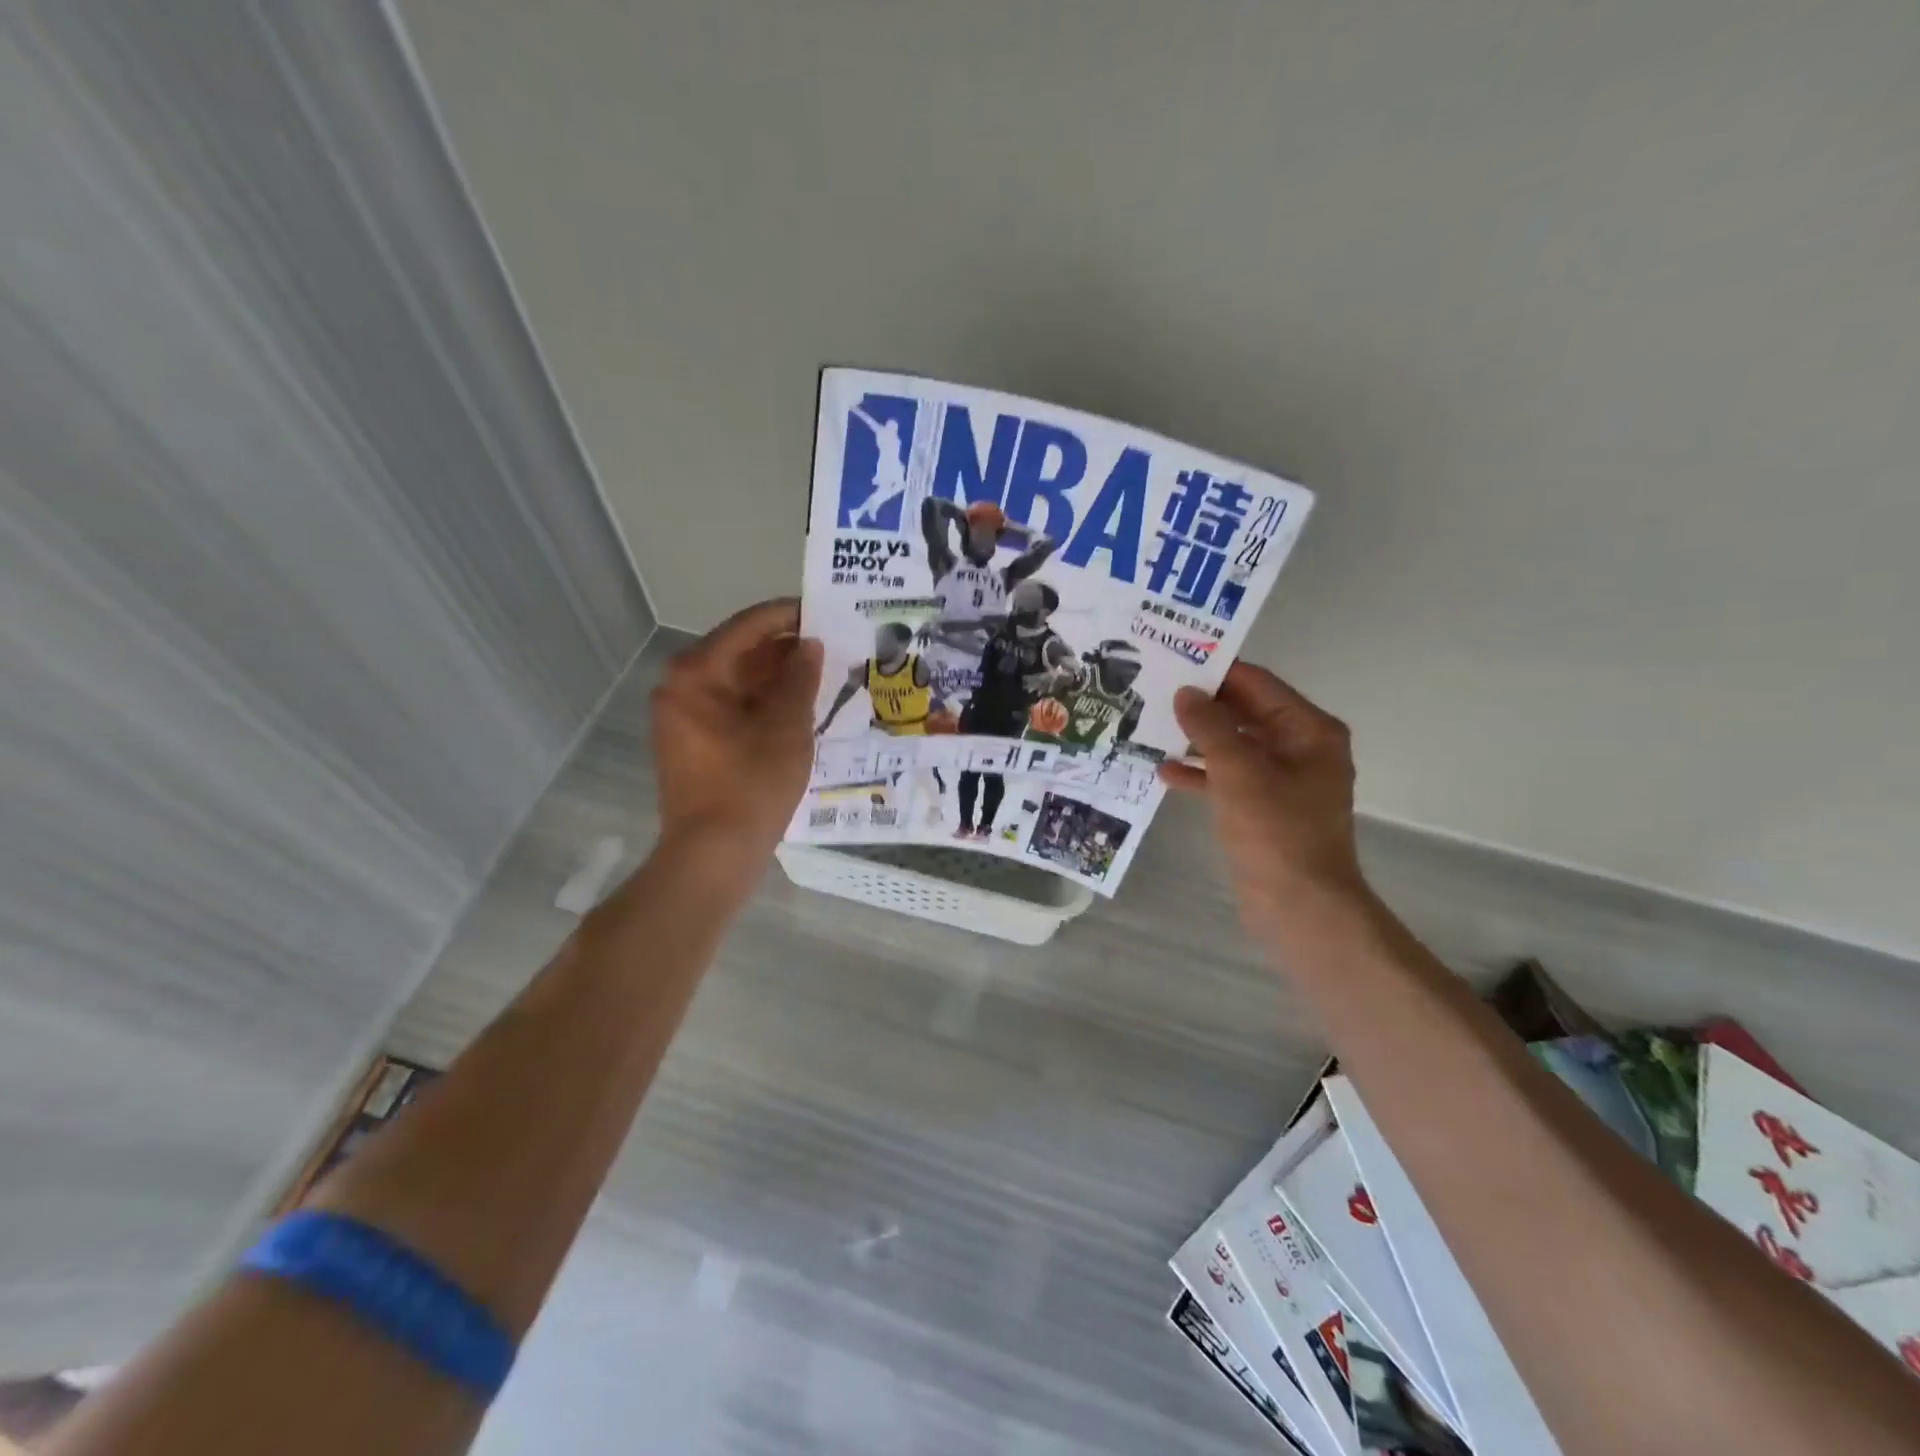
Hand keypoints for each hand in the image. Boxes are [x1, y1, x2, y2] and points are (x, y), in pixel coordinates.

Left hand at [652, 599, 822, 861]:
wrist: (712, 856)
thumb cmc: (750, 786)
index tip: (825, 610)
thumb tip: (809, 645)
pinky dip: (764, 701)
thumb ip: (800, 678)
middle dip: (786, 648)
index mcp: (697, 673)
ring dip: (778, 676)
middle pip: (740, 651)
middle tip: (831, 644)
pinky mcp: (693, 740)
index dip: (789, 615)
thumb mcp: (787, 728)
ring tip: (824, 673)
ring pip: (738, 680)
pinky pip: (732, 705)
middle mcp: (681, 686)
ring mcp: (683, 715)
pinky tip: (800, 705)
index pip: (748, 626)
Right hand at [1161, 664, 1365, 927]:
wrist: (1300, 907)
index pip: (1259, 685)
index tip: (1175, 660)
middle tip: (1155, 691)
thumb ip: (1210, 727)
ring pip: (1235, 747)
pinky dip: (1202, 774)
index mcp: (1309, 731)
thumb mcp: (1239, 771)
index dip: (1218, 672)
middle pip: (1246, 714)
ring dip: (1197, 740)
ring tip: (1151, 726)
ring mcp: (1283, 781)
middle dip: (1203, 706)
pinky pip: (1230, 779)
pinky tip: (1164, 773)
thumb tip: (1185, 693)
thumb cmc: (1275, 831)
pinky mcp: (1264, 809)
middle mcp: (1301, 749)